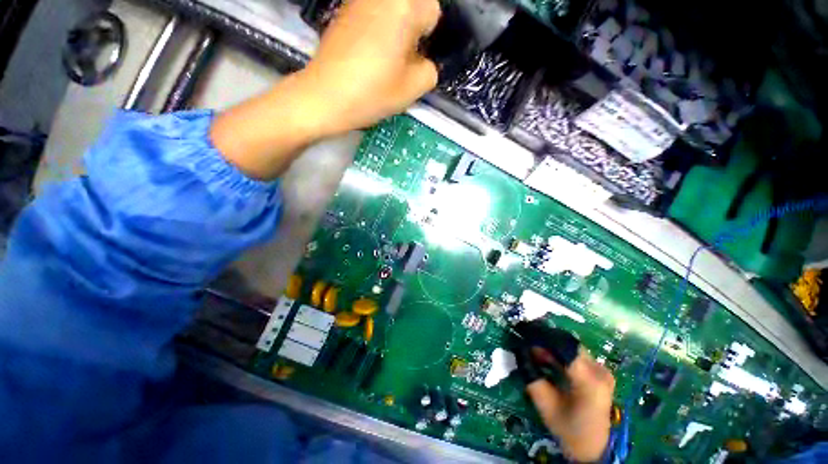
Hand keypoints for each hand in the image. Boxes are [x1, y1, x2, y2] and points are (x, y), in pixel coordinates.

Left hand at [211, 0, 440, 179]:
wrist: (318, 101)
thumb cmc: (366, 96)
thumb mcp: (410, 89)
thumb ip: (428, 70)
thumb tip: (426, 61)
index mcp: (400, 10)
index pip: (433, 9)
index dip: (431, 35)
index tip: (422, 57)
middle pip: (413, 4)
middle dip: (416, 30)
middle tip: (408, 61)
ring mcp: (357, 5)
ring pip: (391, 10)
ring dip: (397, 33)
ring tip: (390, 63)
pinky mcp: (342, 18)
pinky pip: (373, 17)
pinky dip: (379, 34)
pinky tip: (373, 59)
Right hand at [527, 349, 614, 462]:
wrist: (593, 449)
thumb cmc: (569, 429)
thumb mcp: (545, 404)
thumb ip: (532, 375)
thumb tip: (520, 350)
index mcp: (589, 381)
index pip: (563, 347)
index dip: (542, 338)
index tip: (524, 336)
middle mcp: (600, 371)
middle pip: (568, 345)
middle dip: (545, 343)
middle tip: (527, 346)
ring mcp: (603, 371)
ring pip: (572, 348)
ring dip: (552, 349)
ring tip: (535, 354)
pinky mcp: (601, 374)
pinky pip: (577, 356)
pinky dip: (561, 355)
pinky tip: (549, 361)